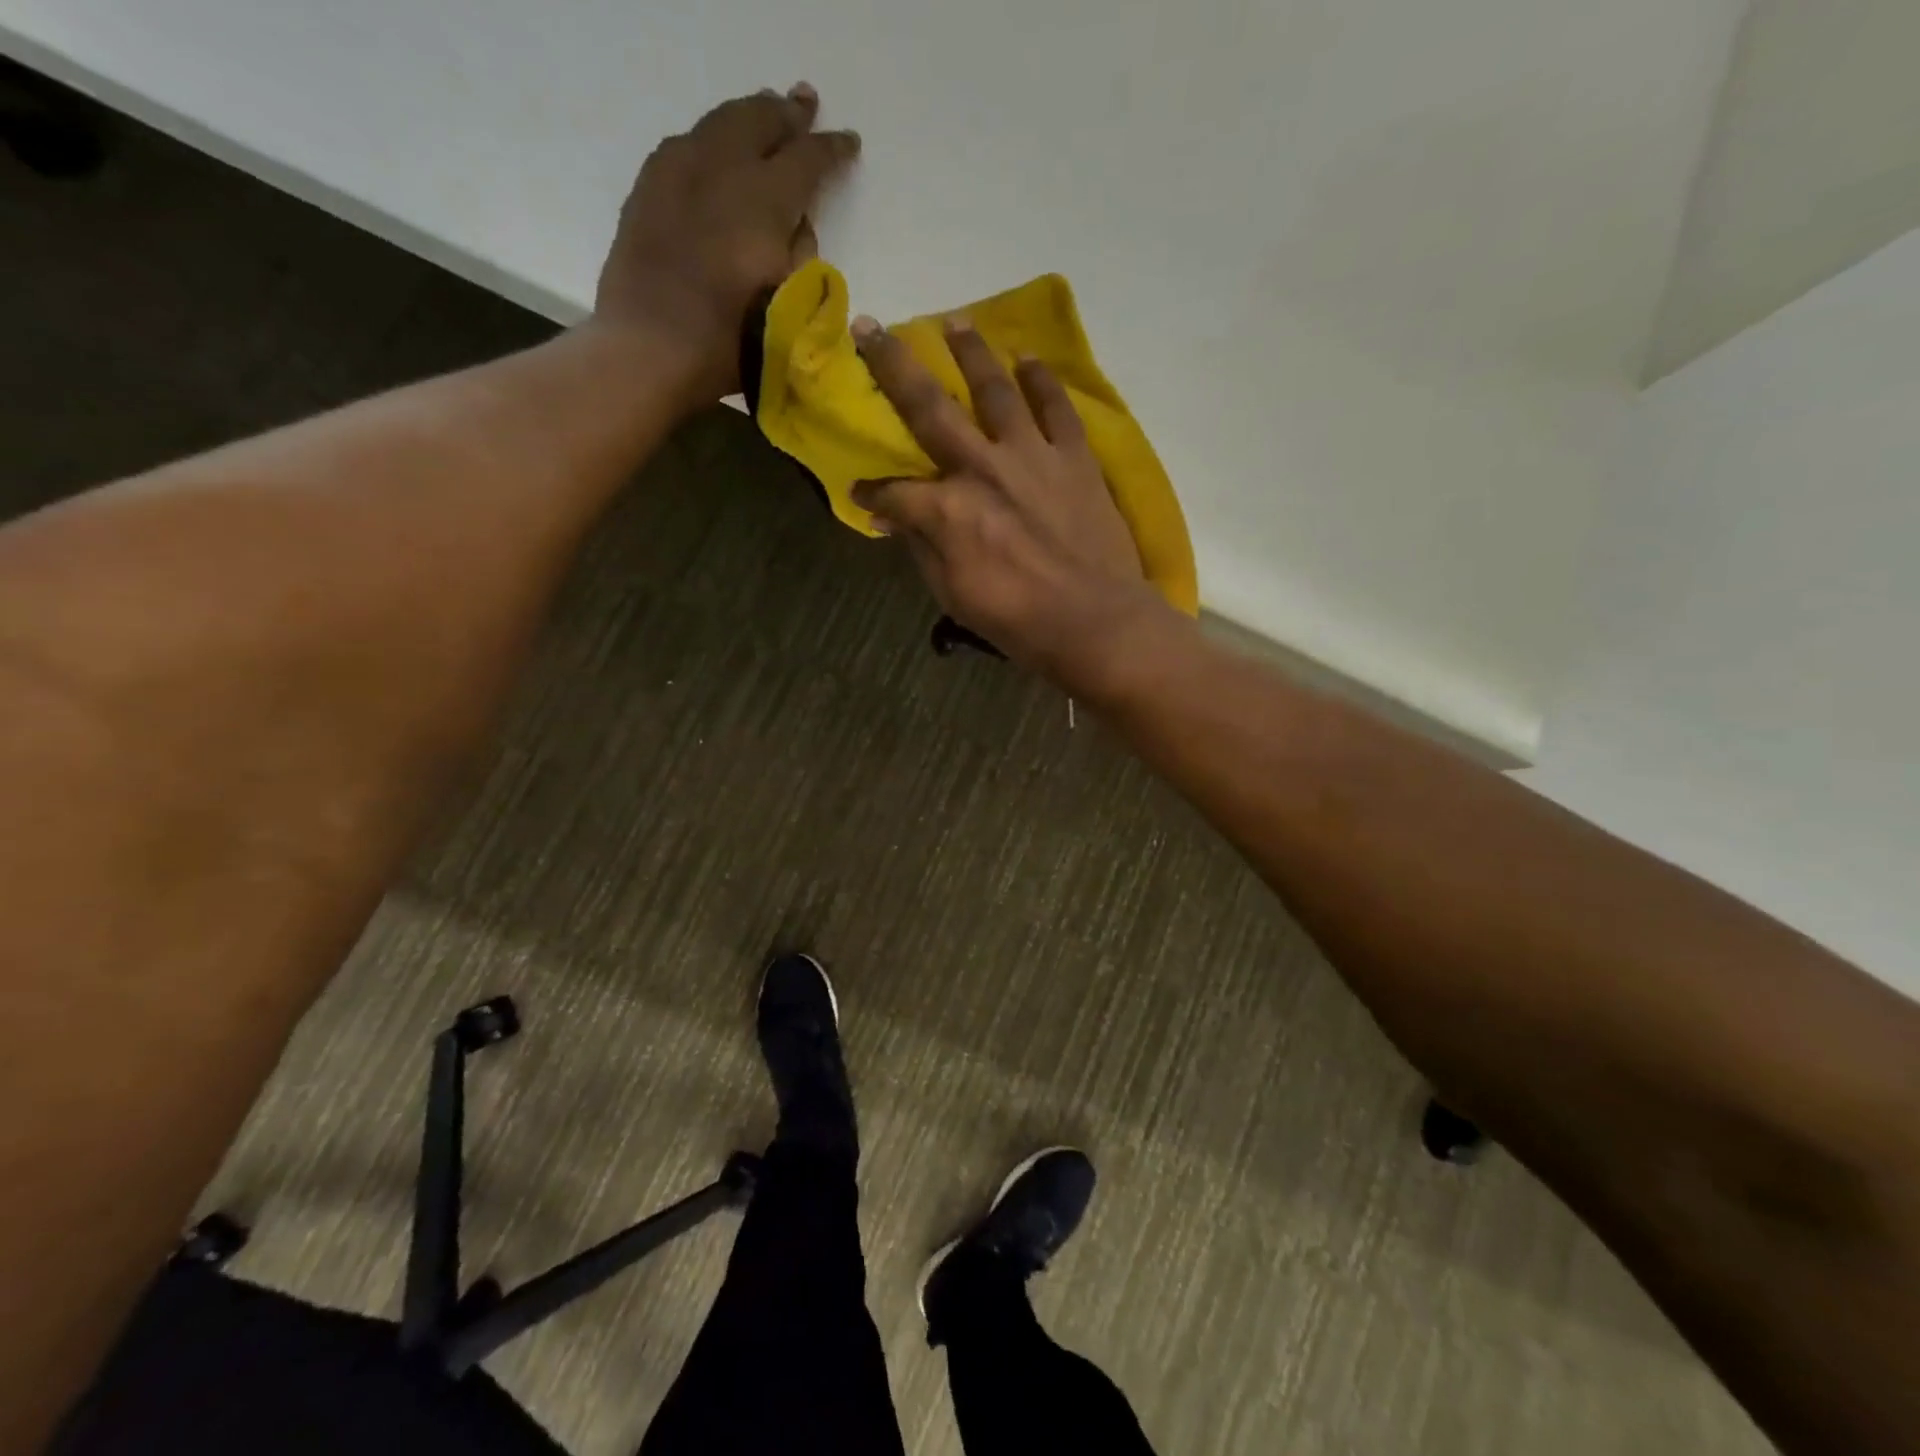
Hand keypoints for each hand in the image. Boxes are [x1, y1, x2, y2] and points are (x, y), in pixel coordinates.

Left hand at [593, 84, 859, 403]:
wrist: (649, 351)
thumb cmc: (728, 344)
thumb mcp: (788, 307)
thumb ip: (800, 256)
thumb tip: (795, 225)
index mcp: (762, 201)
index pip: (806, 160)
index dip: (830, 149)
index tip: (848, 142)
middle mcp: (720, 170)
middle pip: (758, 122)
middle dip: (786, 114)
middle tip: (805, 104)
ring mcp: (676, 173)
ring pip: (718, 124)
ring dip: (747, 116)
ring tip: (763, 112)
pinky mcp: (647, 191)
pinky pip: (683, 145)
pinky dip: (709, 138)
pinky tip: (713, 147)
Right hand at [851, 316, 1183, 693]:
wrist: (1096, 622)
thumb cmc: (1018, 621)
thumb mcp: (953, 596)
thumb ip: (922, 548)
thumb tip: (893, 518)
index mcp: (948, 509)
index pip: (893, 492)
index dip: (872, 493)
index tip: (861, 493)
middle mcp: (983, 467)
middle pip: (929, 407)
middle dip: (893, 365)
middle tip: (871, 326)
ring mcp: (1033, 456)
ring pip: (995, 389)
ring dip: (972, 352)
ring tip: (955, 322)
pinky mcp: (1075, 458)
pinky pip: (1057, 408)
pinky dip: (1043, 381)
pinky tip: (1029, 359)